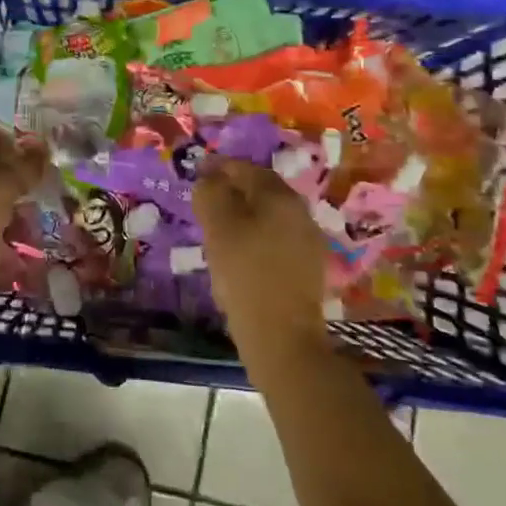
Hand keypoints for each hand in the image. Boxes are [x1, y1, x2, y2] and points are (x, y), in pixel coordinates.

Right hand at [194, 158, 329, 367]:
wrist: (282, 338)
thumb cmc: (245, 275)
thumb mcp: (217, 228)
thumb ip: (210, 194)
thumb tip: (209, 179)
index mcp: (280, 196)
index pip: (245, 168)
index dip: (218, 167)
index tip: (196, 173)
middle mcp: (300, 211)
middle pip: (261, 190)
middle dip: (233, 190)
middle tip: (206, 201)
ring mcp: (308, 240)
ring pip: (269, 216)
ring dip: (244, 215)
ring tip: (218, 229)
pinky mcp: (308, 268)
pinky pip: (277, 239)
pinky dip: (256, 238)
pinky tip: (240, 255)